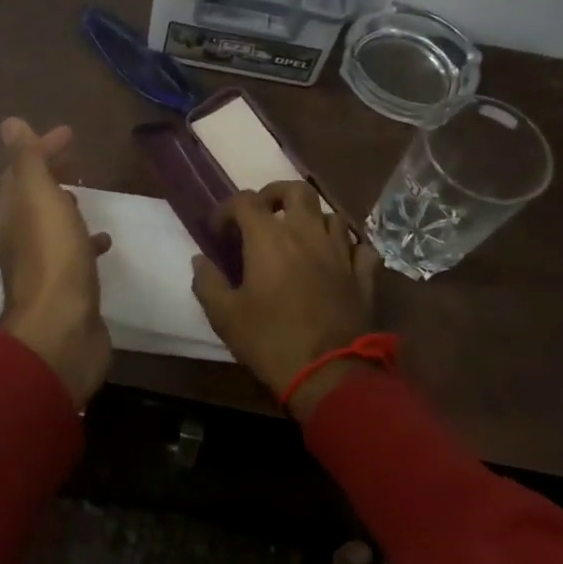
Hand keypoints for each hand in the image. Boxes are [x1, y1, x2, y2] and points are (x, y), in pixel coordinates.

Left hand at [0, 117, 113, 406]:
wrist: (60, 334)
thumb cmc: (53, 259)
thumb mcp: (39, 199)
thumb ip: (27, 161)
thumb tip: (9, 123)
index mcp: (13, 214)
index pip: (20, 170)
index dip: (40, 148)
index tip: (68, 133)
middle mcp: (21, 238)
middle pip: (32, 197)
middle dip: (50, 174)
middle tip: (75, 157)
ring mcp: (43, 266)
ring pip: (51, 226)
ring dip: (64, 207)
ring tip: (85, 195)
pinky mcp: (66, 289)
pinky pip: (73, 254)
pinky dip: (84, 241)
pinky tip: (104, 242)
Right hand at [191, 180, 380, 419]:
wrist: (330, 373)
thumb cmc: (270, 340)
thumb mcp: (224, 316)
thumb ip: (207, 282)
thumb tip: (199, 260)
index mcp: (269, 238)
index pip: (245, 200)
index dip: (227, 209)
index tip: (219, 232)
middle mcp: (307, 233)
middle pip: (296, 190)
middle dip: (277, 194)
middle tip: (265, 214)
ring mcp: (340, 252)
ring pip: (331, 215)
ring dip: (313, 219)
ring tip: (300, 238)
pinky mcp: (363, 276)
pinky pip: (360, 247)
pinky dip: (349, 247)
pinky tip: (338, 259)